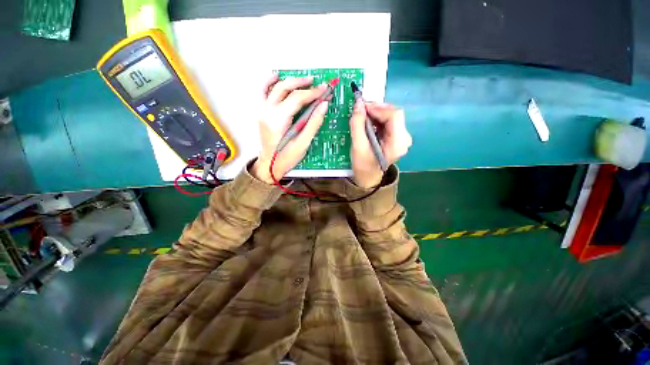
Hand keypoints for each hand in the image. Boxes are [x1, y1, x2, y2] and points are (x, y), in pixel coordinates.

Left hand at [251, 75, 328, 183]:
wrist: (269, 166)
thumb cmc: (286, 158)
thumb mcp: (303, 143)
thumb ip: (313, 123)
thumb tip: (324, 105)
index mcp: (278, 120)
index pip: (297, 98)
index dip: (312, 92)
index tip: (324, 89)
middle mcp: (267, 112)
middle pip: (285, 88)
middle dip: (302, 83)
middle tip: (316, 82)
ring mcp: (262, 111)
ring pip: (274, 87)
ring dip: (289, 81)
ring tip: (303, 79)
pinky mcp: (261, 113)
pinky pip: (263, 92)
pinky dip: (269, 83)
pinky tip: (276, 77)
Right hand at [349, 101, 411, 187]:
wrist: (368, 177)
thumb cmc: (363, 165)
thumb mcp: (358, 146)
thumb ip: (357, 124)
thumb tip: (358, 104)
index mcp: (398, 143)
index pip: (394, 116)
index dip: (378, 108)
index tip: (363, 107)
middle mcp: (404, 138)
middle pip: (394, 114)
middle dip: (377, 109)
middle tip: (361, 110)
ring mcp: (401, 137)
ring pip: (391, 116)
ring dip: (376, 113)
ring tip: (363, 115)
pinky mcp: (396, 137)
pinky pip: (388, 122)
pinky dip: (377, 119)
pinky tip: (368, 121)